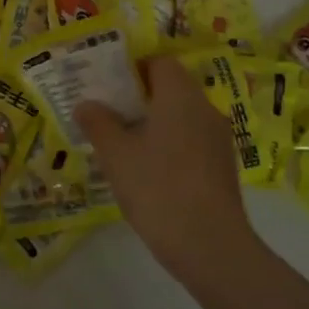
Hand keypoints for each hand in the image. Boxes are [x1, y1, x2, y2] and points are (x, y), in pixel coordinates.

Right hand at [77, 57, 261, 294]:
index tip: (107, 86)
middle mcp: (205, 109)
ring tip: (122, 145)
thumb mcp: (116, 154)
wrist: (210, 246)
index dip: (133, 68)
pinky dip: (169, 147)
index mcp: (180, 96)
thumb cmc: (157, 187)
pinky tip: (148, 172)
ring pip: (181, 118)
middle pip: (171, 89)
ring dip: (154, 125)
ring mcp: (218, 140)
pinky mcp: (222, 168)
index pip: (160, 62)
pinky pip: (191, 142)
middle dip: (139, 98)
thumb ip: (98, 122)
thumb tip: (86, 104)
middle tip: (107, 114)